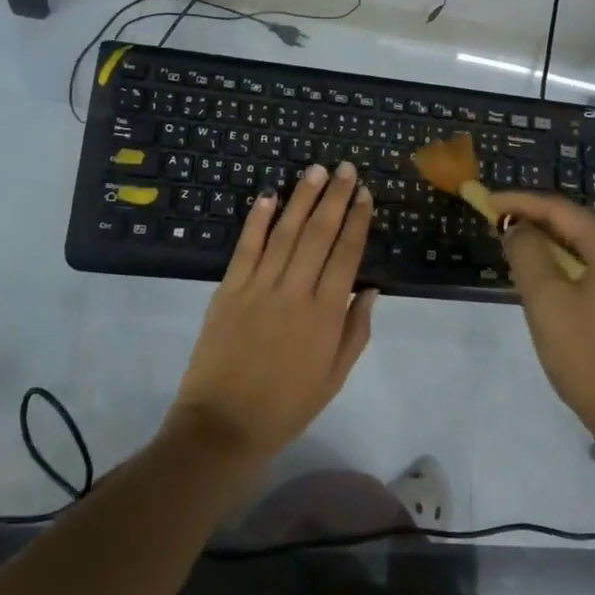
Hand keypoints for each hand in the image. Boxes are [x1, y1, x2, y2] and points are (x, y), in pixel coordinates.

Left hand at [168, 162, 376, 463]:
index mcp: (326, 314)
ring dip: (302, 198)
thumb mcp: (334, 378)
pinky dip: (257, 220)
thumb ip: (356, 331)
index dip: (357, 221)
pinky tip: (268, 196)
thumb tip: (371, 289)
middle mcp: (295, 291)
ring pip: (285, 232)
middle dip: (335, 198)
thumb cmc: (286, 406)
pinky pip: (246, 247)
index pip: (347, 255)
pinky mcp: (229, 289)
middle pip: (319, 234)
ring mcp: (259, 287)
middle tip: (347, 168)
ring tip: (316, 170)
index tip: (365, 195)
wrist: (223, 425)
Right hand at [485, 190, 594, 451]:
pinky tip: (549, 281)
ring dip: (551, 245)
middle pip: (576, 225)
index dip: (519, 202)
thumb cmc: (589, 358)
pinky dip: (569, 266)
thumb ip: (527, 254)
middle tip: (497, 226)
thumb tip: (518, 227)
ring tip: (516, 250)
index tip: (485, 201)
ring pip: (587, 249)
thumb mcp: (547, 302)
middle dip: (535, 221)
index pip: (560, 209)